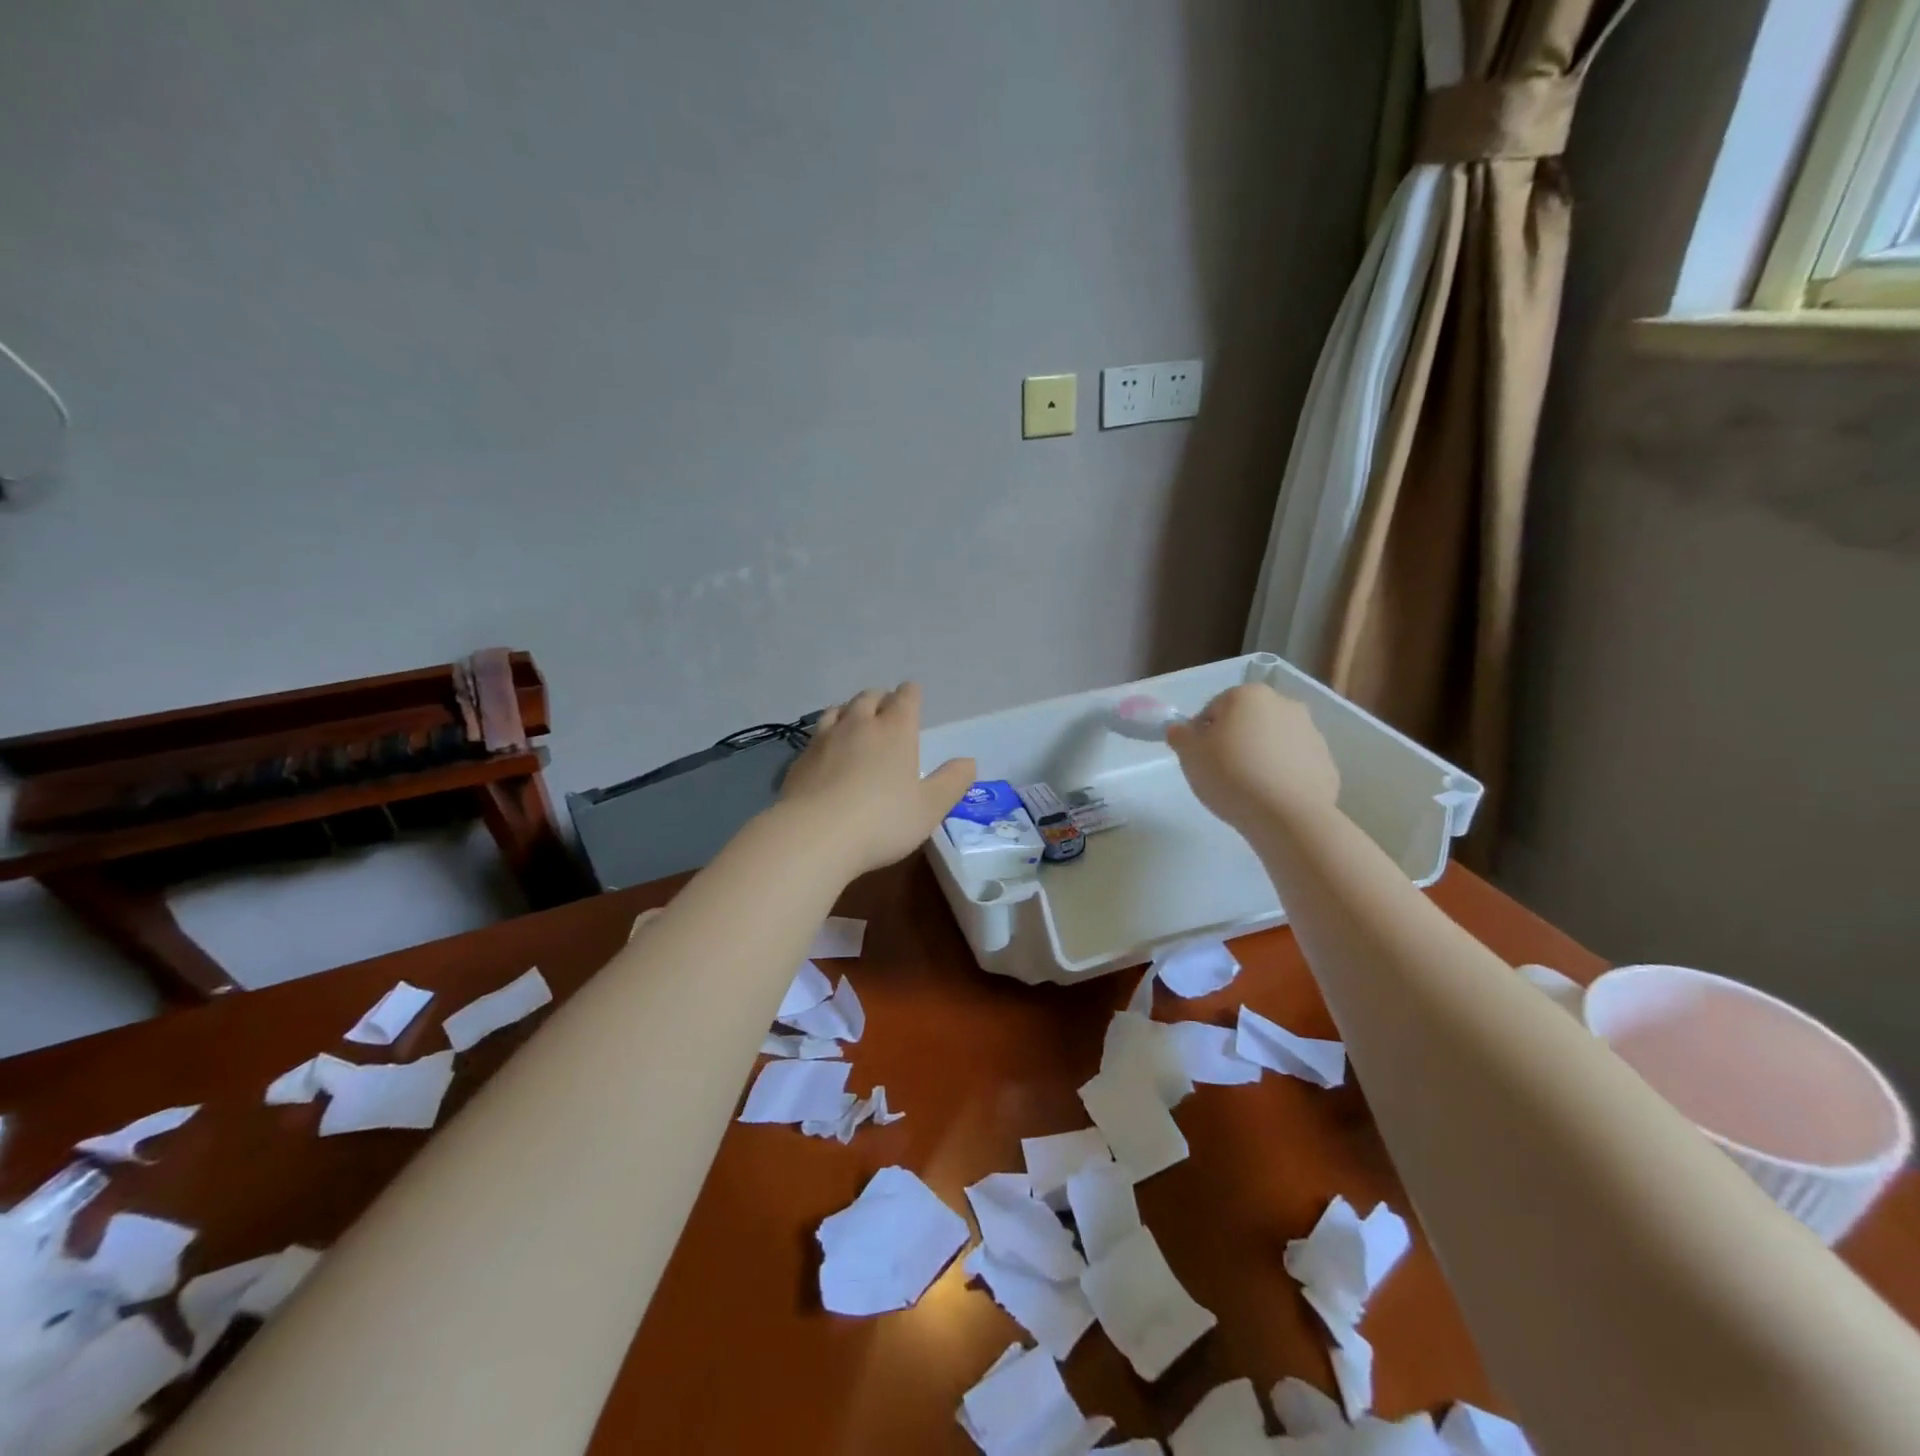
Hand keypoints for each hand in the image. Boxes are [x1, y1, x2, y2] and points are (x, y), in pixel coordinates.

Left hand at [779, 684, 975, 877]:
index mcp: (895, 730)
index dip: (911, 694)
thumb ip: (952, 782)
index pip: (905, 698)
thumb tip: (968, 762)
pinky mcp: (800, 759)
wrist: (814, 836)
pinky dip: (827, 734)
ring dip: (850, 711)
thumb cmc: (882, 821)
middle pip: (869, 697)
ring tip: (856, 722)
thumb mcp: (930, 807)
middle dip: (881, 699)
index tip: (913, 695)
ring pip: (838, 710)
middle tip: (887, 709)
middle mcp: (859, 724)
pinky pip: (816, 734)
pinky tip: (827, 751)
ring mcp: (825, 739)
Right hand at [1166, 683, 1338, 835]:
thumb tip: (1181, 729)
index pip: (1213, 708)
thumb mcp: (1189, 755)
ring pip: (1273, 741)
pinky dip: (1282, 774)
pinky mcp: (1326, 762)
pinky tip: (1270, 797)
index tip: (1198, 758)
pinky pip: (1294, 764)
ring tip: (1247, 788)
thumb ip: (1180, 736)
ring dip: (1260, 755)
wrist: (1287, 816)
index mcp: (1248, 695)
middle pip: (1247, 720)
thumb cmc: (1231, 775)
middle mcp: (1284, 704)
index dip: (1201, 733)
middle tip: (1221, 771)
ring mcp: (1311, 732)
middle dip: (1234, 740)